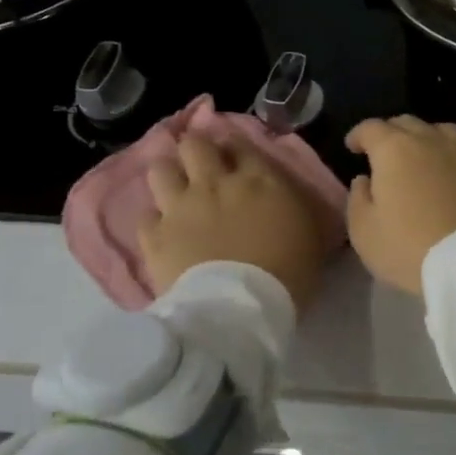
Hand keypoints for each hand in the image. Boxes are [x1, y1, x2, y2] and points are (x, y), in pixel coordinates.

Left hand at [140, 136, 329, 307]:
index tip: (235, 159)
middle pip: (194, 144)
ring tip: (176, 191)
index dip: (234, 149)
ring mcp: (180, 207)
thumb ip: (290, 205)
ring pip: (160, 168)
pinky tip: (164, 232)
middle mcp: (214, 183)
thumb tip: (280, 197)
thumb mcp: (309, 233)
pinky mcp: (154, 235)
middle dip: (197, 150)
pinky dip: (155, 221)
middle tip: (202, 166)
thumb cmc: (287, 275)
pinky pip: (146, 215)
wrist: (239, 310)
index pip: (239, 145)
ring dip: (169, 176)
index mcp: (258, 180)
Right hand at [345, 116, 455, 294]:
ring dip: (430, 138)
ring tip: (425, 156)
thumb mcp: (364, 232)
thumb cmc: (408, 248)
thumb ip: (358, 199)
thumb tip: (365, 180)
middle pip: (408, 123)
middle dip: (392, 133)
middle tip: (385, 152)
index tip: (353, 147)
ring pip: (445, 131)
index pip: (371, 128)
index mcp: (394, 150)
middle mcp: (432, 142)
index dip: (359, 135)